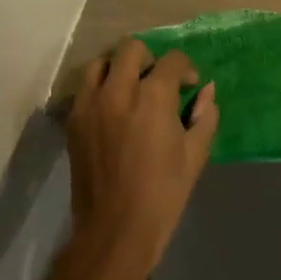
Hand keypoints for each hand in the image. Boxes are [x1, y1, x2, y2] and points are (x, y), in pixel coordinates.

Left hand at [64, 40, 218, 279]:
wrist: (115, 230)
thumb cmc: (163, 194)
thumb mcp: (195, 155)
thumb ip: (204, 116)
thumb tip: (207, 91)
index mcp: (153, 98)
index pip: (171, 60)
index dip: (185, 69)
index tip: (190, 85)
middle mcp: (118, 91)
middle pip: (131, 49)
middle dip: (150, 59)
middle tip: (158, 83)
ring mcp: (90, 105)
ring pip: (101, 64)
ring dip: (118, 69)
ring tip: (130, 91)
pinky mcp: (73, 121)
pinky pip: (84, 89)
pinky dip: (100, 89)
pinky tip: (112, 111)